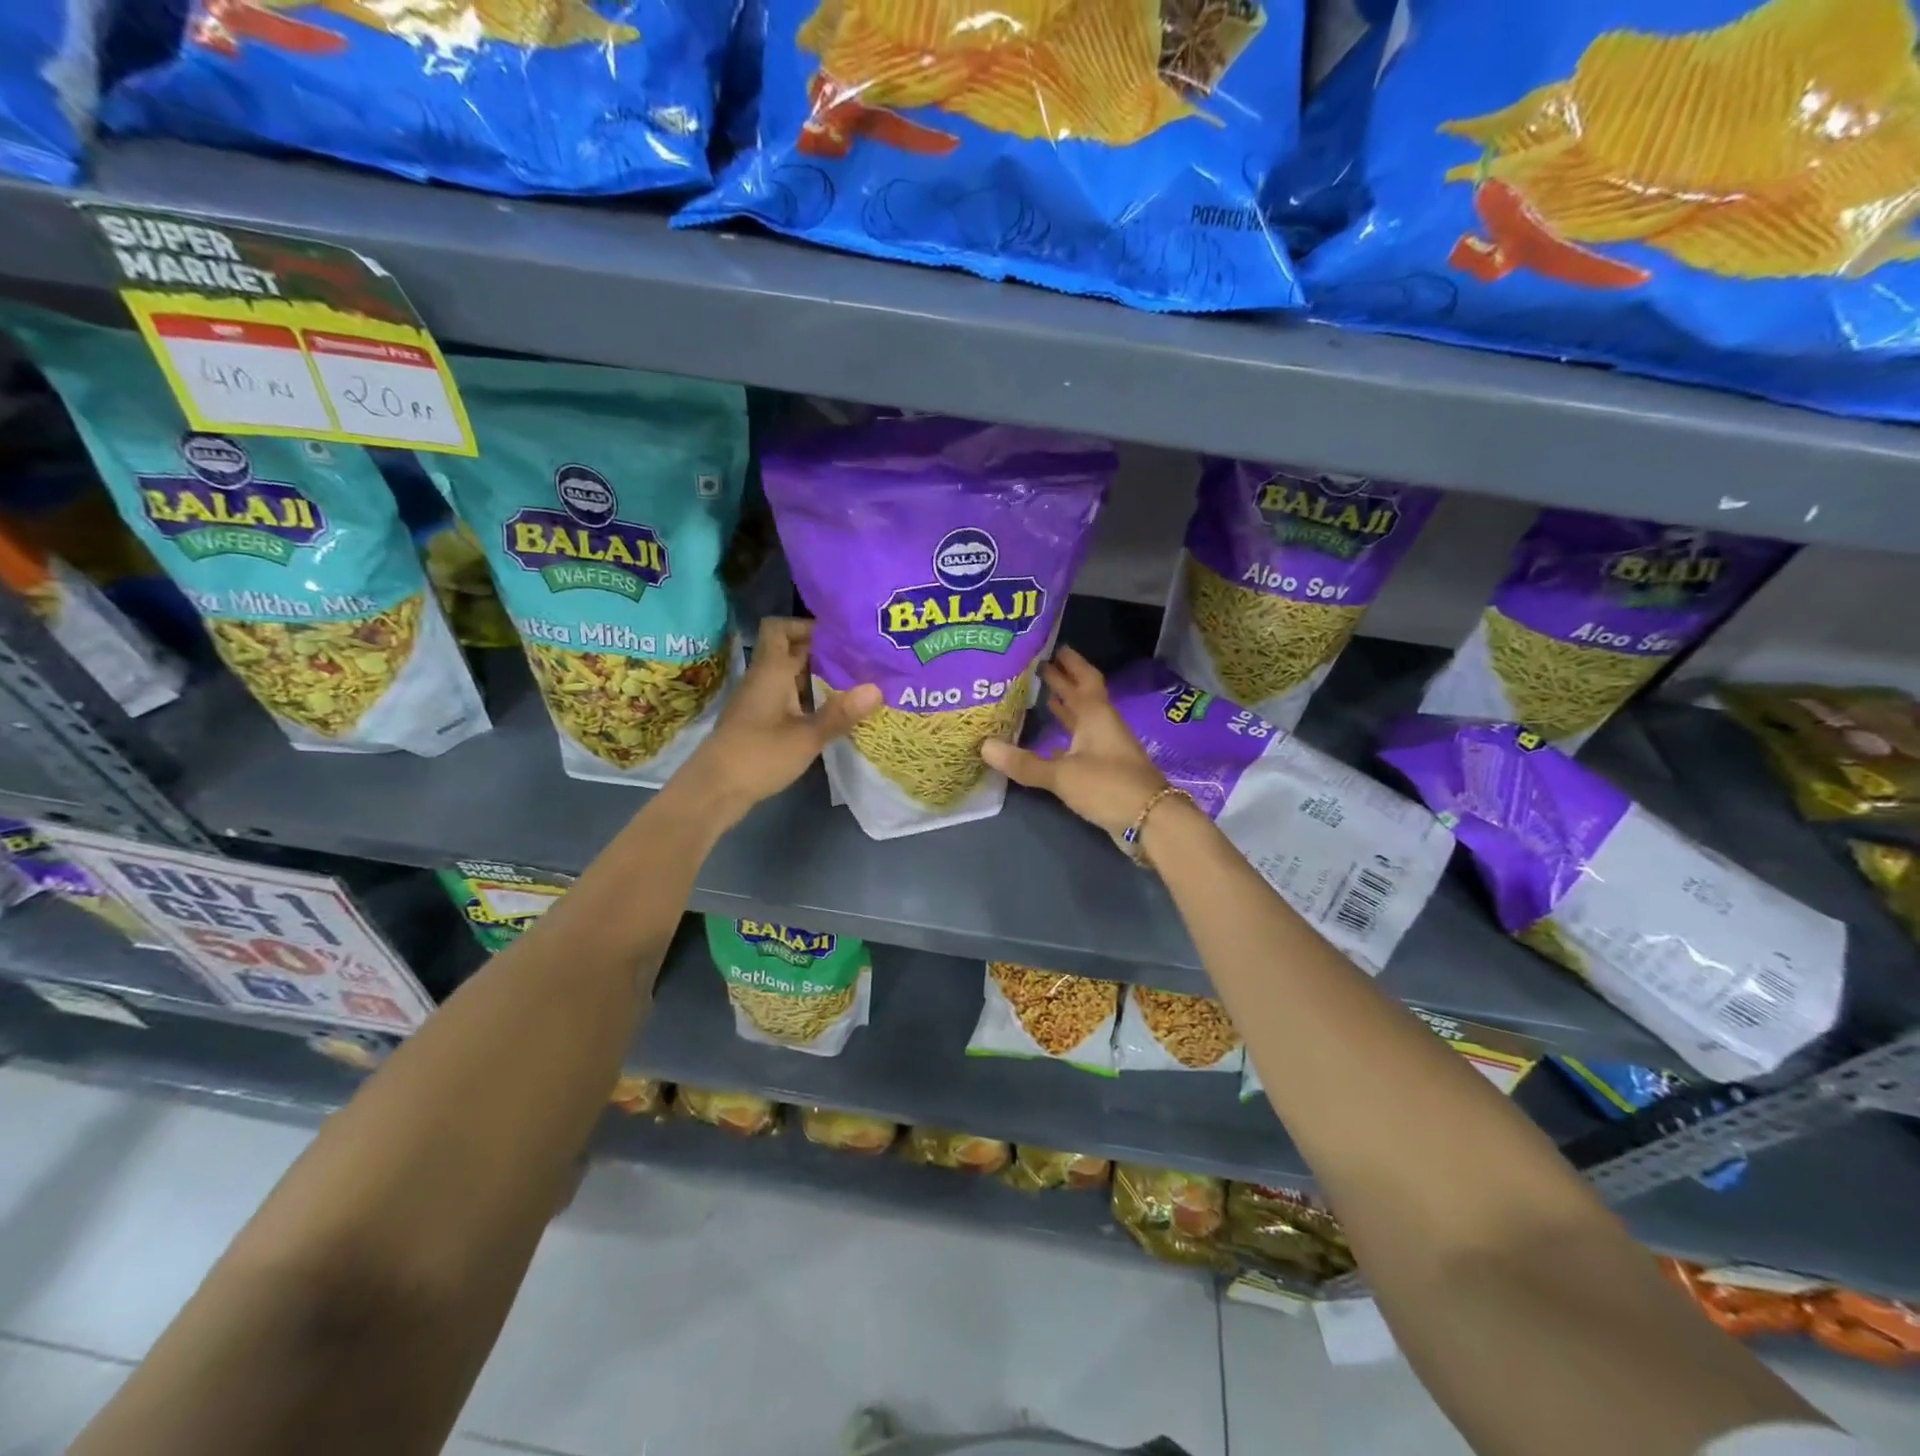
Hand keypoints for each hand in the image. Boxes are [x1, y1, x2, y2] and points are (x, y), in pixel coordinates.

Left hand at [677, 618, 880, 822]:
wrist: (714, 790)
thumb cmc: (758, 756)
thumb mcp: (805, 737)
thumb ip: (840, 713)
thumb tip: (877, 688)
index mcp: (771, 671)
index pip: (781, 628)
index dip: (807, 626)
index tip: (841, 637)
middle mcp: (764, 679)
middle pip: (791, 652)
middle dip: (824, 653)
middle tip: (860, 661)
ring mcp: (760, 701)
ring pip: (791, 676)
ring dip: (819, 678)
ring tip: (855, 685)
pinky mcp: (760, 722)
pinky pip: (788, 698)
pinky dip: (809, 700)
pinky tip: (832, 714)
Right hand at [980, 647, 1166, 840]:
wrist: (1150, 820)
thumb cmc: (1108, 786)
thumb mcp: (1062, 774)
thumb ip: (1024, 762)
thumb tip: (984, 747)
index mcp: (1096, 715)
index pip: (1085, 679)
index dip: (1071, 662)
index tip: (1055, 647)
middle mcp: (1102, 726)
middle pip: (1082, 697)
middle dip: (1063, 681)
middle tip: (1038, 667)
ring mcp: (1106, 748)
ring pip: (1083, 720)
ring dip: (1065, 708)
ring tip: (1042, 696)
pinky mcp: (1105, 770)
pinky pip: (1081, 743)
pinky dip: (1065, 737)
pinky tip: (1048, 741)